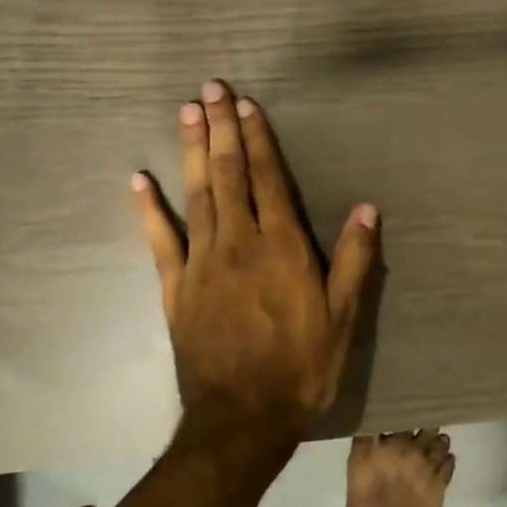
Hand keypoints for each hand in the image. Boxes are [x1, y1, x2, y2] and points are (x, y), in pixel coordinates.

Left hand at [133, 82, 378, 465]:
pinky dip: (149, 209)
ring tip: (186, 112)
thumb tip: (367, 208)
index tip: (247, 106)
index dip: (259, 140)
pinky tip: (139, 179)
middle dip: (221, 130)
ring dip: (192, 151)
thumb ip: (355, 260)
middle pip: (229, 175)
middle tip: (210, 88)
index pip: (269, 181)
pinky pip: (160, 241)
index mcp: (282, 248)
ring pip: (197, 195)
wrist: (243, 418)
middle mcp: (240, 244)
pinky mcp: (177, 288)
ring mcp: (203, 263)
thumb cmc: (301, 367)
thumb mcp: (342, 318)